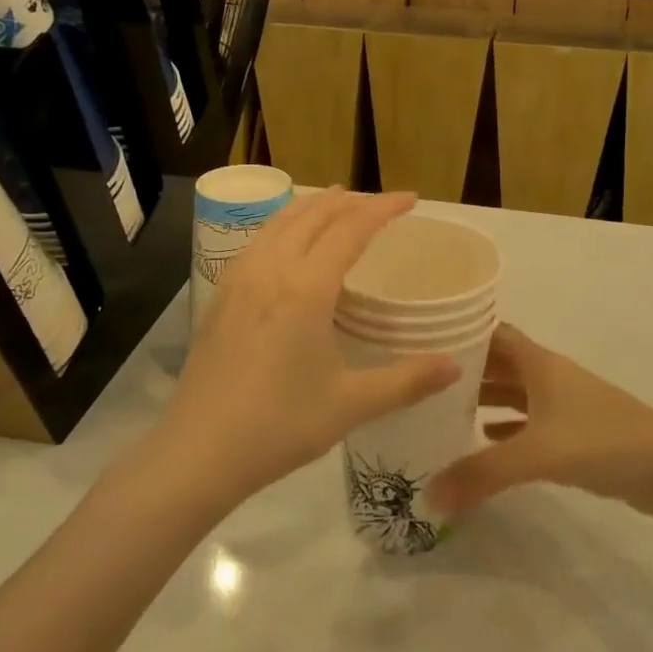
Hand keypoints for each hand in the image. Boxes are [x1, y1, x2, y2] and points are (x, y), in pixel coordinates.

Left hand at [159, 190, 460, 505]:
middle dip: (350, 201)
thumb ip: (407, 381)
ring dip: (313, 207)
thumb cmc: (279, 426)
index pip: (351, 228)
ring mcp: (239, 279)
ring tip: (335, 204)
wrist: (197, 452)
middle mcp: (271, 269)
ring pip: (280, 222)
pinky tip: (287, 243)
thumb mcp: (350, 405)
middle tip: (380, 204)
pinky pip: (259, 241)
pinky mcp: (220, 295)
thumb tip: (455, 367)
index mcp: (306, 287)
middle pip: (313, 215)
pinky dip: (284, 226)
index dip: (383, 208)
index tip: (410, 199)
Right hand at [428, 325, 652, 517]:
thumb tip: (429, 496)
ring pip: (514, 392)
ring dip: (485, 399)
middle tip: (425, 385)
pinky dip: (506, 427)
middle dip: (466, 372)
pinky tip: (485, 442)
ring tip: (444, 413)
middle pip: (499, 363)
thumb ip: (482, 474)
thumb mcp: (537, 454)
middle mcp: (548, 375)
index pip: (492, 334)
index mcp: (538, 363)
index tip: (425, 345)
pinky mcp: (574, 432)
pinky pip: (529, 421)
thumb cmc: (601, 441)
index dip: (462, 336)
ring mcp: (563, 403)